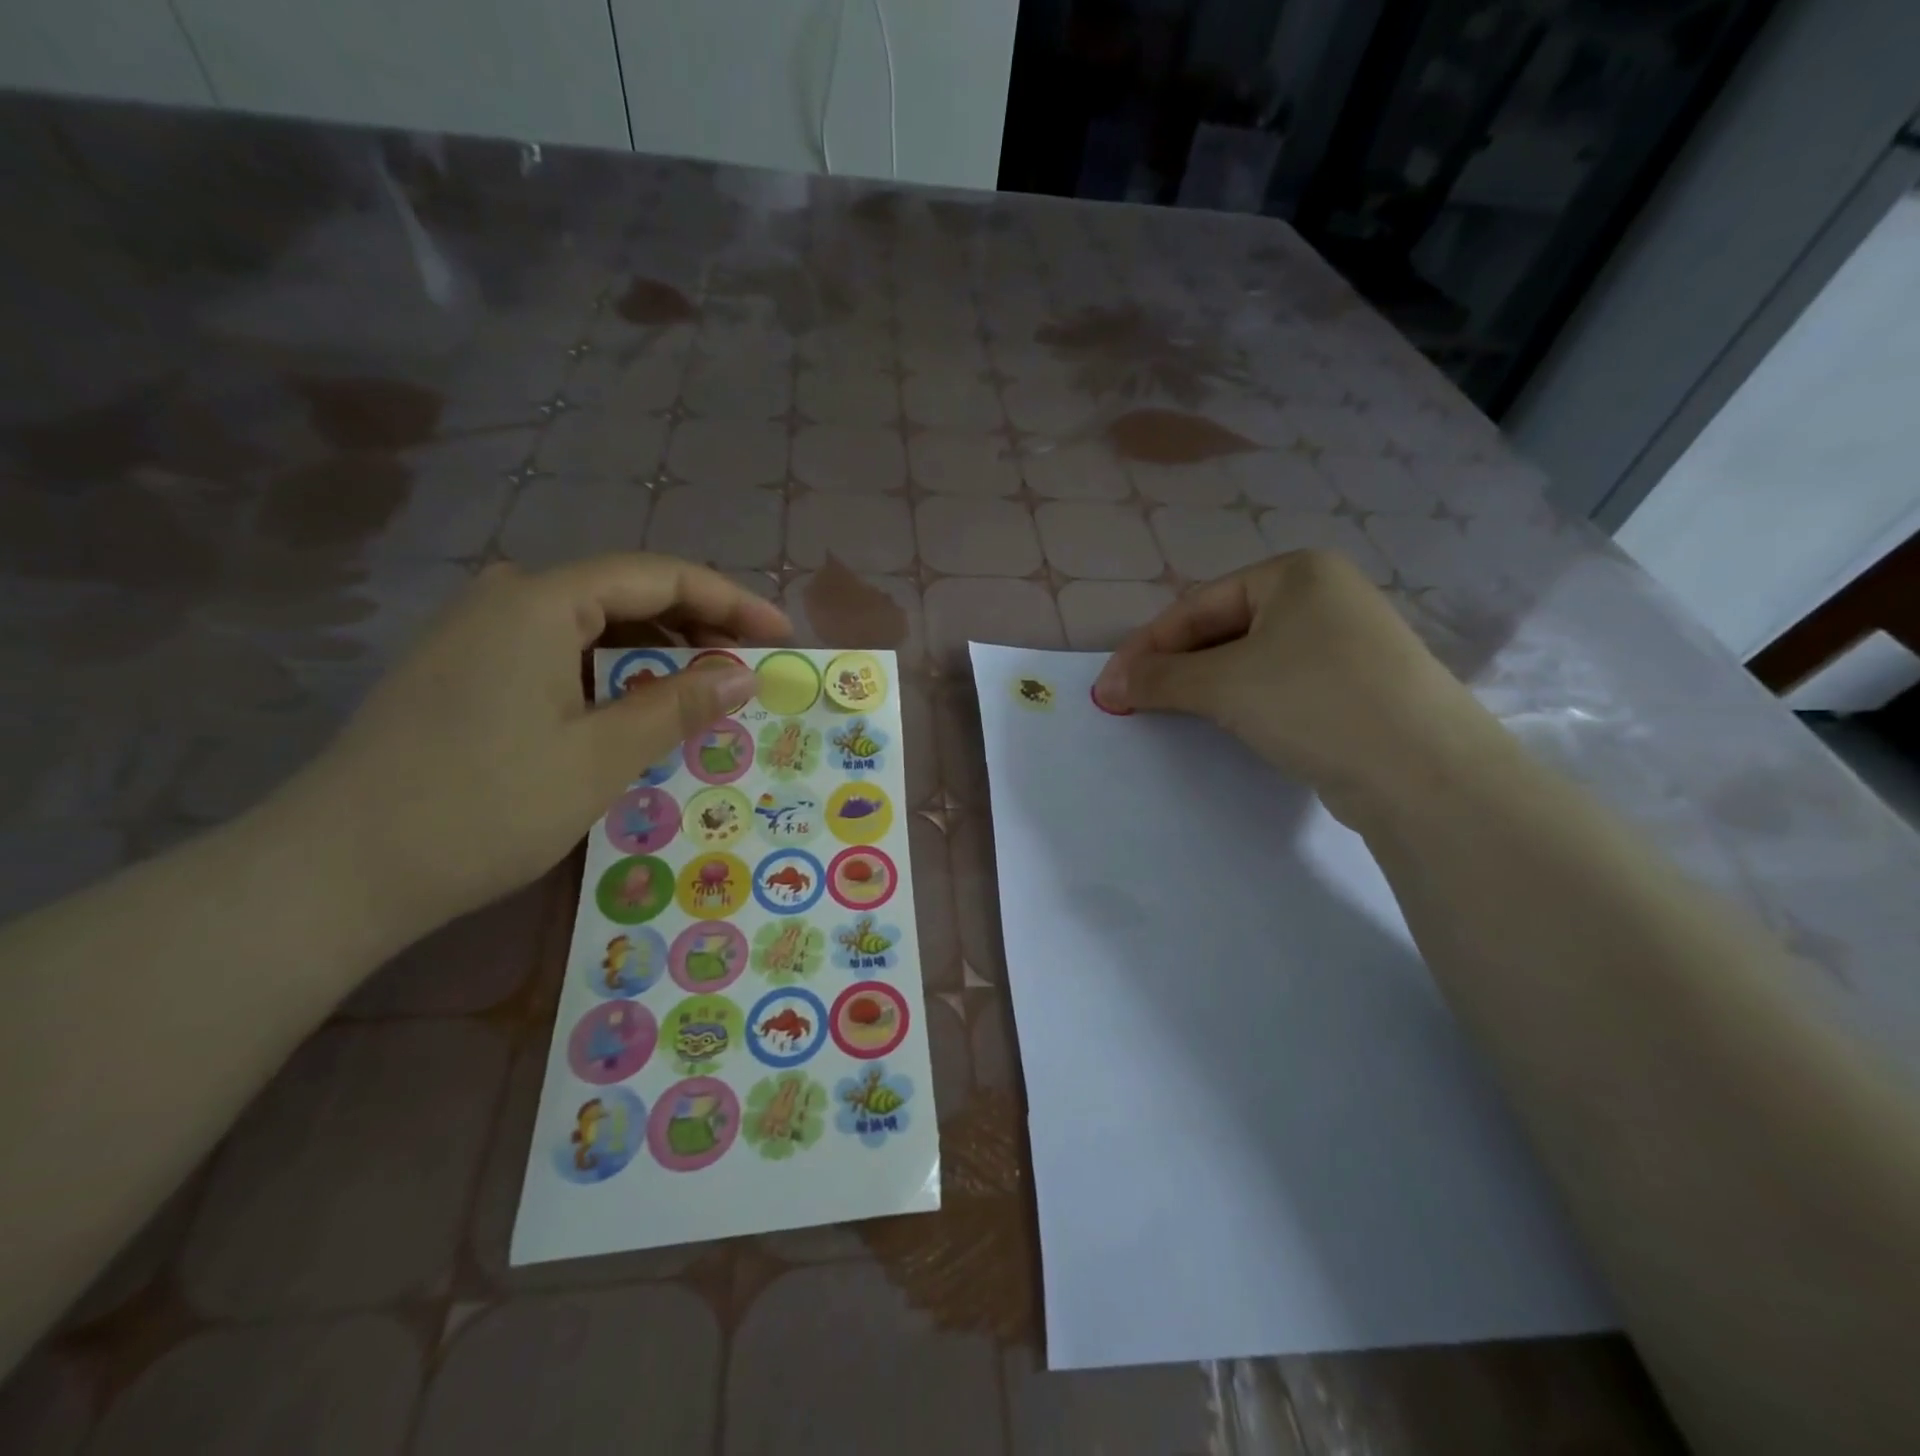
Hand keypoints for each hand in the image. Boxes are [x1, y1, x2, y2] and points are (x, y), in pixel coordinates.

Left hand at [280, 555, 790, 941]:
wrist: (336, 871)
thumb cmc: (483, 806)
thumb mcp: (600, 757)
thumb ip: (679, 706)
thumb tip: (745, 675)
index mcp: (541, 601)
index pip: (659, 576)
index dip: (730, 600)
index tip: (780, 636)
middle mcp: (507, 599)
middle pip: (626, 594)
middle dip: (696, 626)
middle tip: (747, 669)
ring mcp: (478, 633)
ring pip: (593, 626)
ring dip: (655, 654)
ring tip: (704, 692)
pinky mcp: (464, 670)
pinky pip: (560, 653)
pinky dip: (612, 675)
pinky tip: (636, 710)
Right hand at [1094, 551, 1503, 824]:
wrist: (1422, 771)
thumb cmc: (1313, 701)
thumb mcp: (1224, 684)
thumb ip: (1159, 678)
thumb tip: (1107, 686)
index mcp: (1296, 572)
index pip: (1198, 605)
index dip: (1146, 646)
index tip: (1110, 685)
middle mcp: (1323, 596)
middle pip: (1223, 629)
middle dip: (1175, 666)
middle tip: (1134, 701)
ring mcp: (1345, 641)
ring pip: (1251, 658)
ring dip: (1204, 685)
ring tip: (1171, 713)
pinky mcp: (1355, 686)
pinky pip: (1280, 683)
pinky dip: (1243, 700)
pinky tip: (1227, 724)